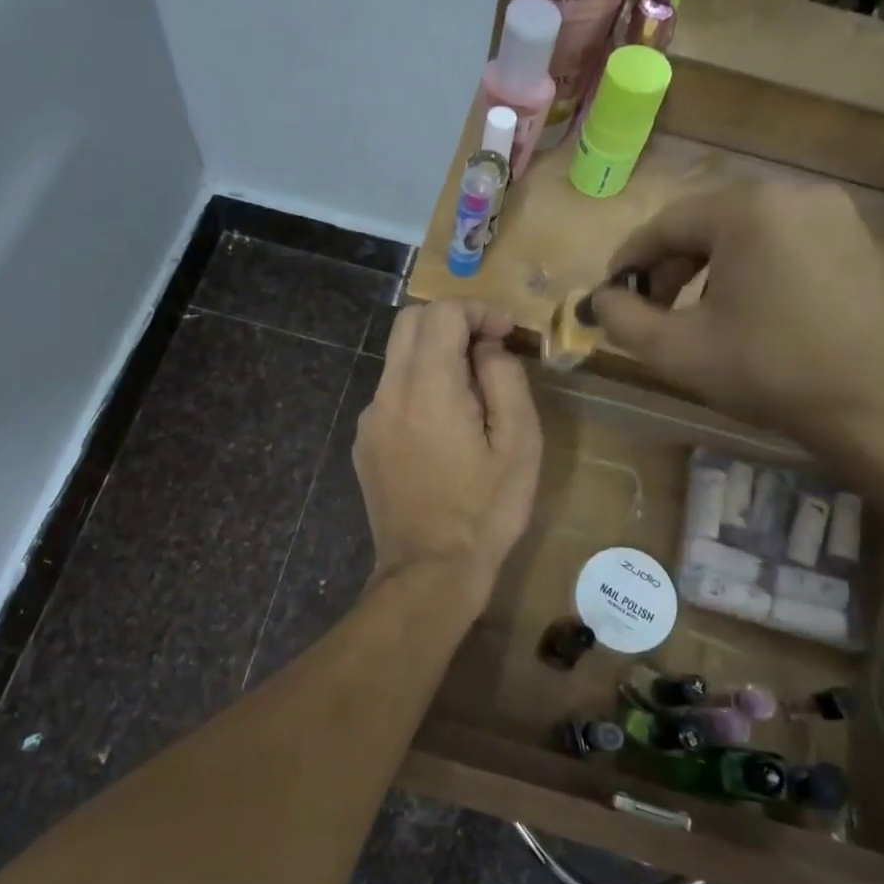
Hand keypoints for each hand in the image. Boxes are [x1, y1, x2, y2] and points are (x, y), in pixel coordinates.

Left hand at [354, 301, 541, 591]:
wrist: (429, 571)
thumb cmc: (485, 511)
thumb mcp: (519, 444)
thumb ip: (505, 379)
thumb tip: (487, 348)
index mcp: (427, 388)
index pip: (441, 313)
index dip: (478, 311)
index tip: (505, 334)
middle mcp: (388, 393)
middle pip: (409, 323)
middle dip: (451, 321)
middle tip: (488, 349)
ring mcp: (370, 419)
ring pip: (397, 358)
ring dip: (434, 355)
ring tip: (472, 393)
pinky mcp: (364, 442)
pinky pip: (391, 393)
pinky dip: (418, 387)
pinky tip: (444, 428)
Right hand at [591, 182, 883, 449]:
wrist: (879, 406)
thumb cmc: (770, 371)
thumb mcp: (677, 351)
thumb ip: (623, 319)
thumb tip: (600, 299)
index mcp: (747, 210)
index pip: (665, 225)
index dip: (630, 260)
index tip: (611, 295)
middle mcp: (792, 193)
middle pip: (705, 223)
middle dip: (670, 265)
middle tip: (651, 309)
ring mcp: (832, 212)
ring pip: (744, 231)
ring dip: (708, 266)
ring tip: (697, 313)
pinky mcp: (855, 236)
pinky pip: (782, 239)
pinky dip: (750, 265)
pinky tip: (747, 308)